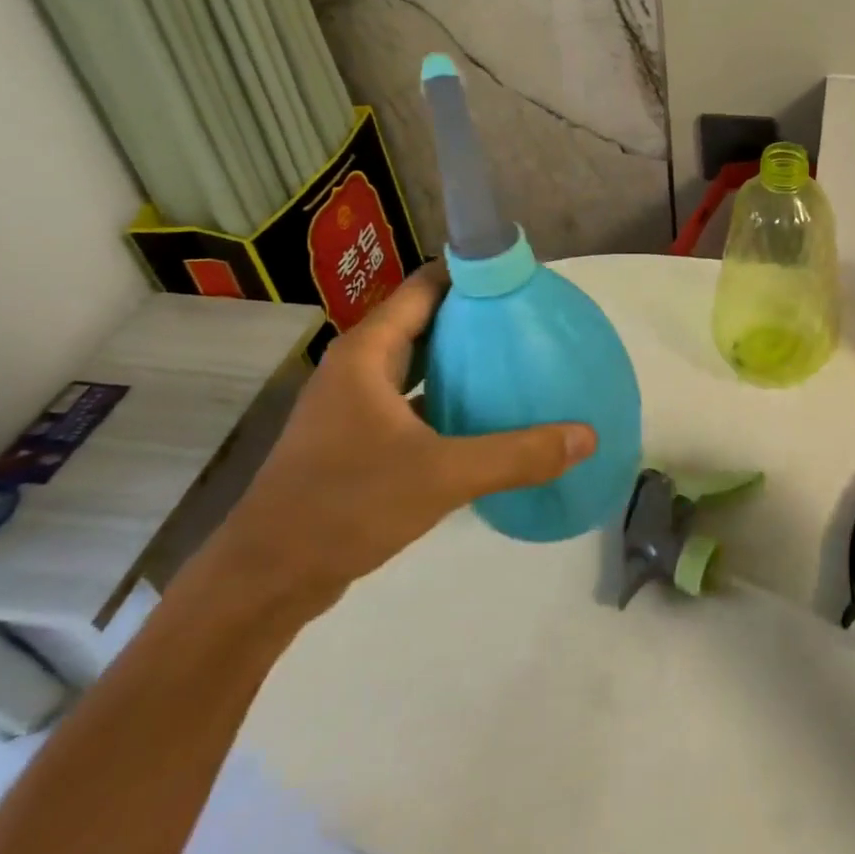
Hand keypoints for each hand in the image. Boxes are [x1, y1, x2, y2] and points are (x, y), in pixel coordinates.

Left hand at [212, 263, 595, 612]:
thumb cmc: (346, 506)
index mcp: (369, 352)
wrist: (267, 578)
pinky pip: (415, 402)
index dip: (473, 275)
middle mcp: (359, 367)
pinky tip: (488, 417)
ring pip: (420, 364)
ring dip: (464, 361)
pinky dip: (450, 399)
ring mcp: (355, 405)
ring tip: (521, 361)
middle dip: (478, 318)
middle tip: (535, 322)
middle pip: (427, 322)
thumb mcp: (442, 476)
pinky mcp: (358, 439)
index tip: (524, 280)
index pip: (426, 287)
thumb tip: (588, 436)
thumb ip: (518, 455)